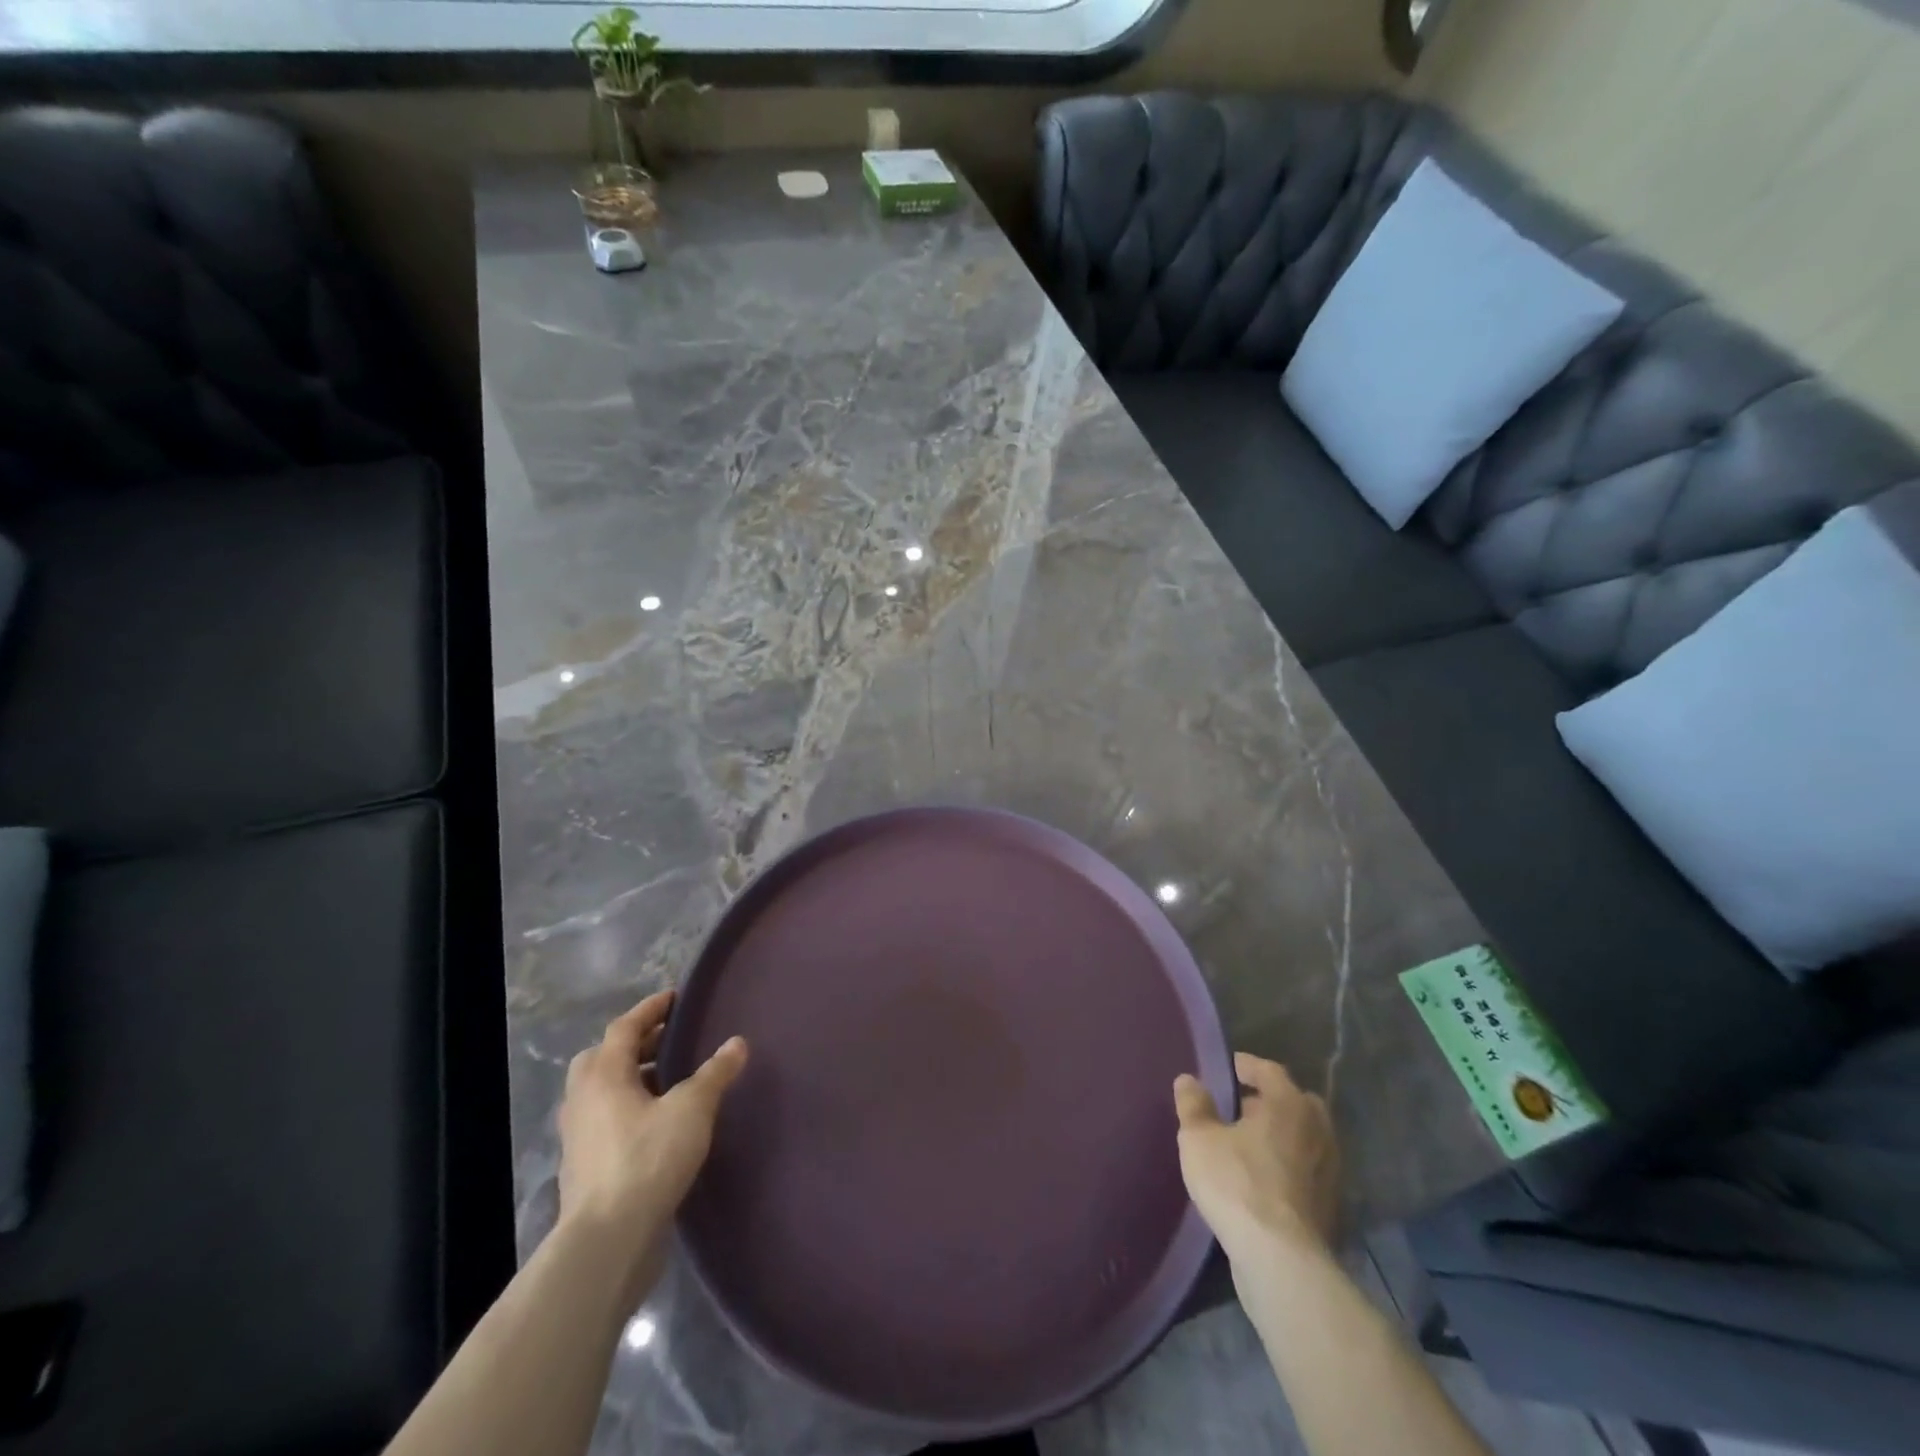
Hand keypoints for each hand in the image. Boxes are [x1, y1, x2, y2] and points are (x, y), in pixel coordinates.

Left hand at [556, 990, 748, 1300]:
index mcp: (603, 1075)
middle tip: (670, 1040)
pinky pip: (605, 1121)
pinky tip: (657, 1124)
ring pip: (602, 1092)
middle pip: (604, 1057)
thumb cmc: (648, 1159)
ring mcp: (578, 1136)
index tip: (675, 997)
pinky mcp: (583, 1168)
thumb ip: (715, 1073)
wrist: (607, 1241)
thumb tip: (738, 1043)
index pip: (624, 1027)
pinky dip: (629, 1110)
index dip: (650, 1009)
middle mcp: (583, 1099)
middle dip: (636, 1044)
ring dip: (632, 1079)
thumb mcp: (692, 1108)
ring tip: (670, 1081)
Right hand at [1173, 1053, 1339, 1262]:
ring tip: (1247, 1143)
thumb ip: (1193, 1105)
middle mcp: (1317, 1130)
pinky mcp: (1330, 1206)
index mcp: (1289, 1104)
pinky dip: (1288, 1165)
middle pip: (1294, 1102)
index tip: (1228, 1068)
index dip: (1247, 1066)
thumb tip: (1189, 1080)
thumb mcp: (1199, 1138)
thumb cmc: (1237, 1183)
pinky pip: (1306, 1169)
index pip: (1269, 1070)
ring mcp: (1329, 1170)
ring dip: (1280, 1135)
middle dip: (1269, 1101)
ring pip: (1303, 1137)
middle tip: (1241, 1106)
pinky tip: (1262, 1178)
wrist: (1281, 1260)